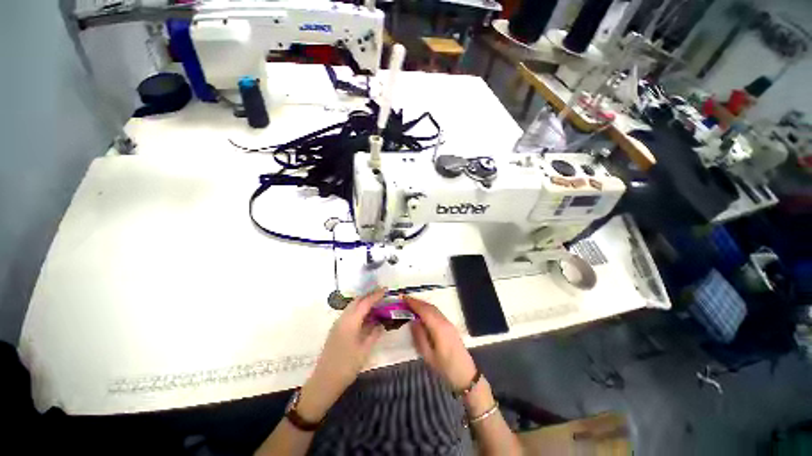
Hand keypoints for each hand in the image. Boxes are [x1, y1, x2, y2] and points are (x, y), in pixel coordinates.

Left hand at [298, 288, 384, 421]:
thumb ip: (374, 334)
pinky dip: (358, 310)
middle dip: (369, 295)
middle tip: (381, 293)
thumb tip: (381, 324)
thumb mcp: (364, 350)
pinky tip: (366, 316)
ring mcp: (337, 324)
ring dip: (363, 302)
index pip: (365, 303)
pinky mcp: (336, 330)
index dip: (376, 295)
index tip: (385, 290)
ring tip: (376, 302)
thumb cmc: (346, 366)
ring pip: (352, 307)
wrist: (324, 382)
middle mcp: (343, 319)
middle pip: (356, 301)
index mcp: (350, 322)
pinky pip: (349, 314)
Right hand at [404, 295, 476, 390]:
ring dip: (423, 304)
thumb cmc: (445, 368)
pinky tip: (422, 313)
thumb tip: (412, 321)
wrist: (466, 375)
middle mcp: (444, 321)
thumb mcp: (428, 355)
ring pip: (434, 309)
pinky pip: (437, 313)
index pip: (424, 310)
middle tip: (404, 300)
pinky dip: (428, 309)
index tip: (403, 298)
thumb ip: (419, 336)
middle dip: (417, 302)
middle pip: (429, 307)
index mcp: (439, 328)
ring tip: (411, 304)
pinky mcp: (450, 326)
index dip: (413, 303)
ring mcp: (449, 323)